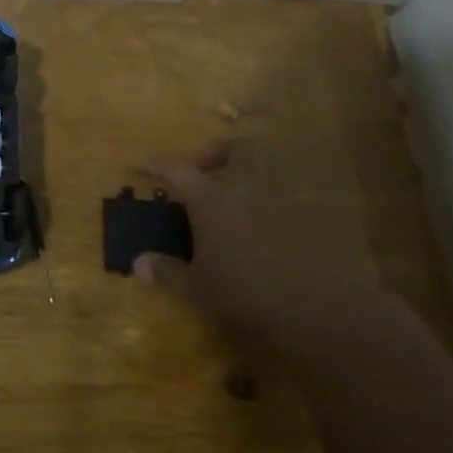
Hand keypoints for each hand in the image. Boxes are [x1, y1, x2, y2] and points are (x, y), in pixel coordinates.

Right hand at [132, 138, 398, 349]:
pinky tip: (269, 225)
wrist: (314, 305)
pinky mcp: (309, 215)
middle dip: (219, 152)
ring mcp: (282, 198)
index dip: (157, 164)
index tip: (142, 164)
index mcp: (212, 200)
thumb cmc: (244, 292)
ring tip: (239, 192)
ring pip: (268, 165)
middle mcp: (246, 188)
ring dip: (251, 169)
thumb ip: (166, 272)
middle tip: (207, 171)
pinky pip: (290, 195)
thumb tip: (138, 263)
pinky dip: (275, 200)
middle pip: (236, 148)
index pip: (178, 170)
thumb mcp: (197, 288)